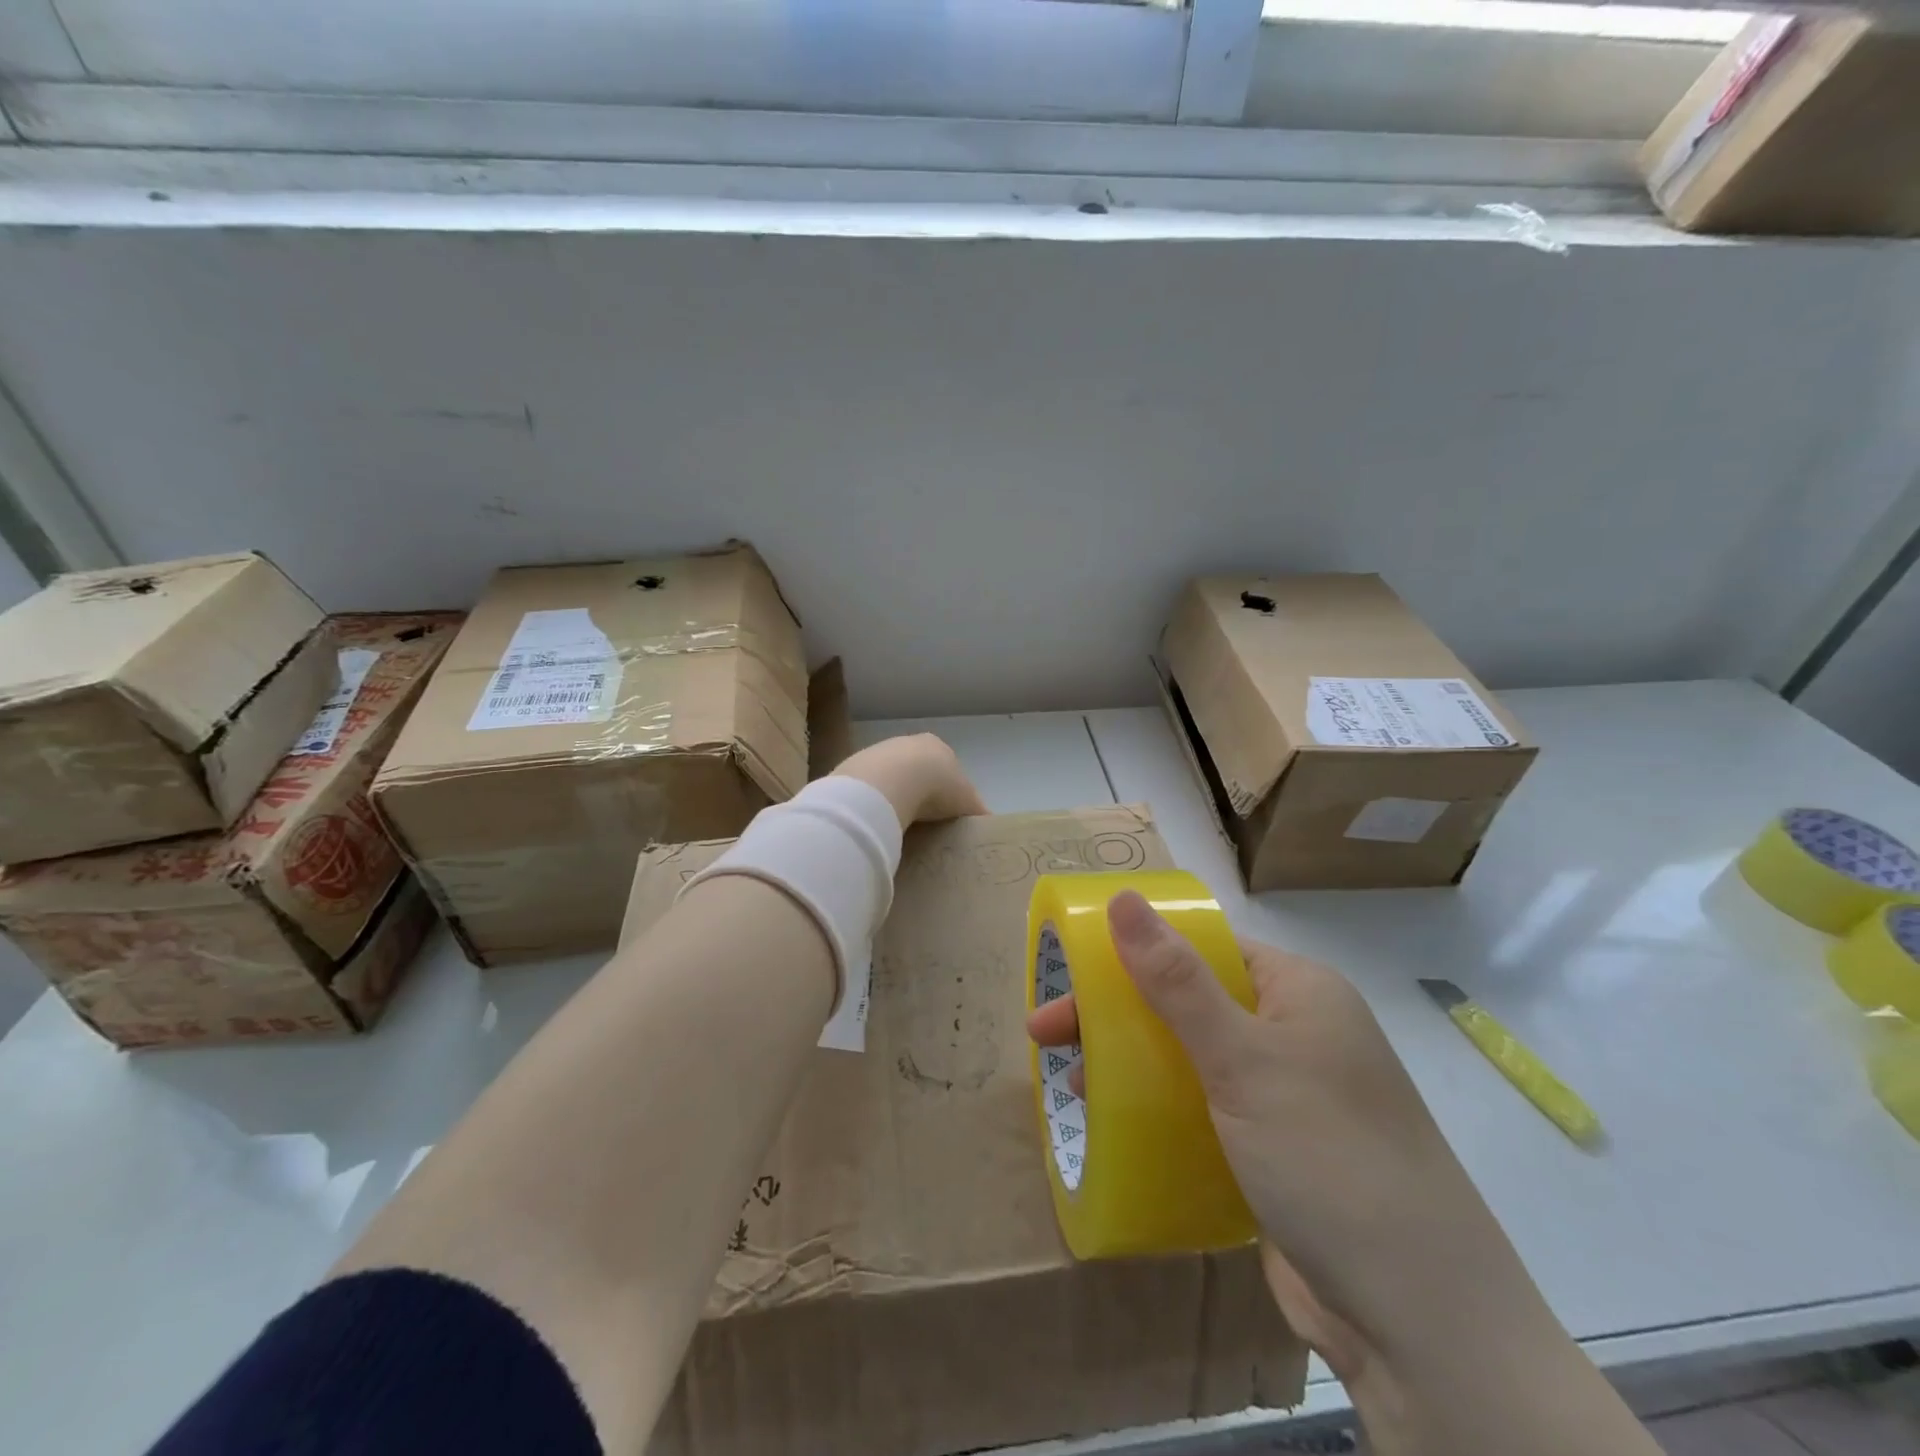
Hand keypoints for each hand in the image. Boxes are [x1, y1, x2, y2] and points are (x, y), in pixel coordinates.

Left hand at [832, 733, 987, 828]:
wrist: (891, 780)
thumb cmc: (937, 787)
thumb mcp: (967, 801)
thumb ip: (977, 810)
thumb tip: (988, 824)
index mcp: (937, 747)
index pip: (944, 766)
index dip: (945, 788)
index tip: (943, 811)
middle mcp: (907, 743)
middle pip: (914, 769)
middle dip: (916, 790)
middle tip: (920, 820)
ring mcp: (878, 753)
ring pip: (888, 776)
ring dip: (892, 795)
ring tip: (896, 823)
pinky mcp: (855, 767)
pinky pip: (868, 787)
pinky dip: (872, 801)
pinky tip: (876, 819)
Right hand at [1025, 891, 1561, 1401]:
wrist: (1420, 1325)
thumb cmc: (1327, 1158)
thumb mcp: (1242, 1059)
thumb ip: (1176, 980)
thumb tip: (1123, 897)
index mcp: (1299, 992)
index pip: (1203, 948)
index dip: (1133, 954)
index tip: (1071, 976)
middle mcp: (1296, 1034)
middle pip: (1189, 1003)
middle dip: (1117, 1016)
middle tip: (1046, 1037)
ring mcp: (1288, 1096)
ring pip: (1192, 1059)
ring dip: (1132, 1064)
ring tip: (1074, 1086)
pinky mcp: (1276, 1152)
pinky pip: (1205, 1110)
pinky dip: (1160, 1109)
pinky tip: (1118, 1123)